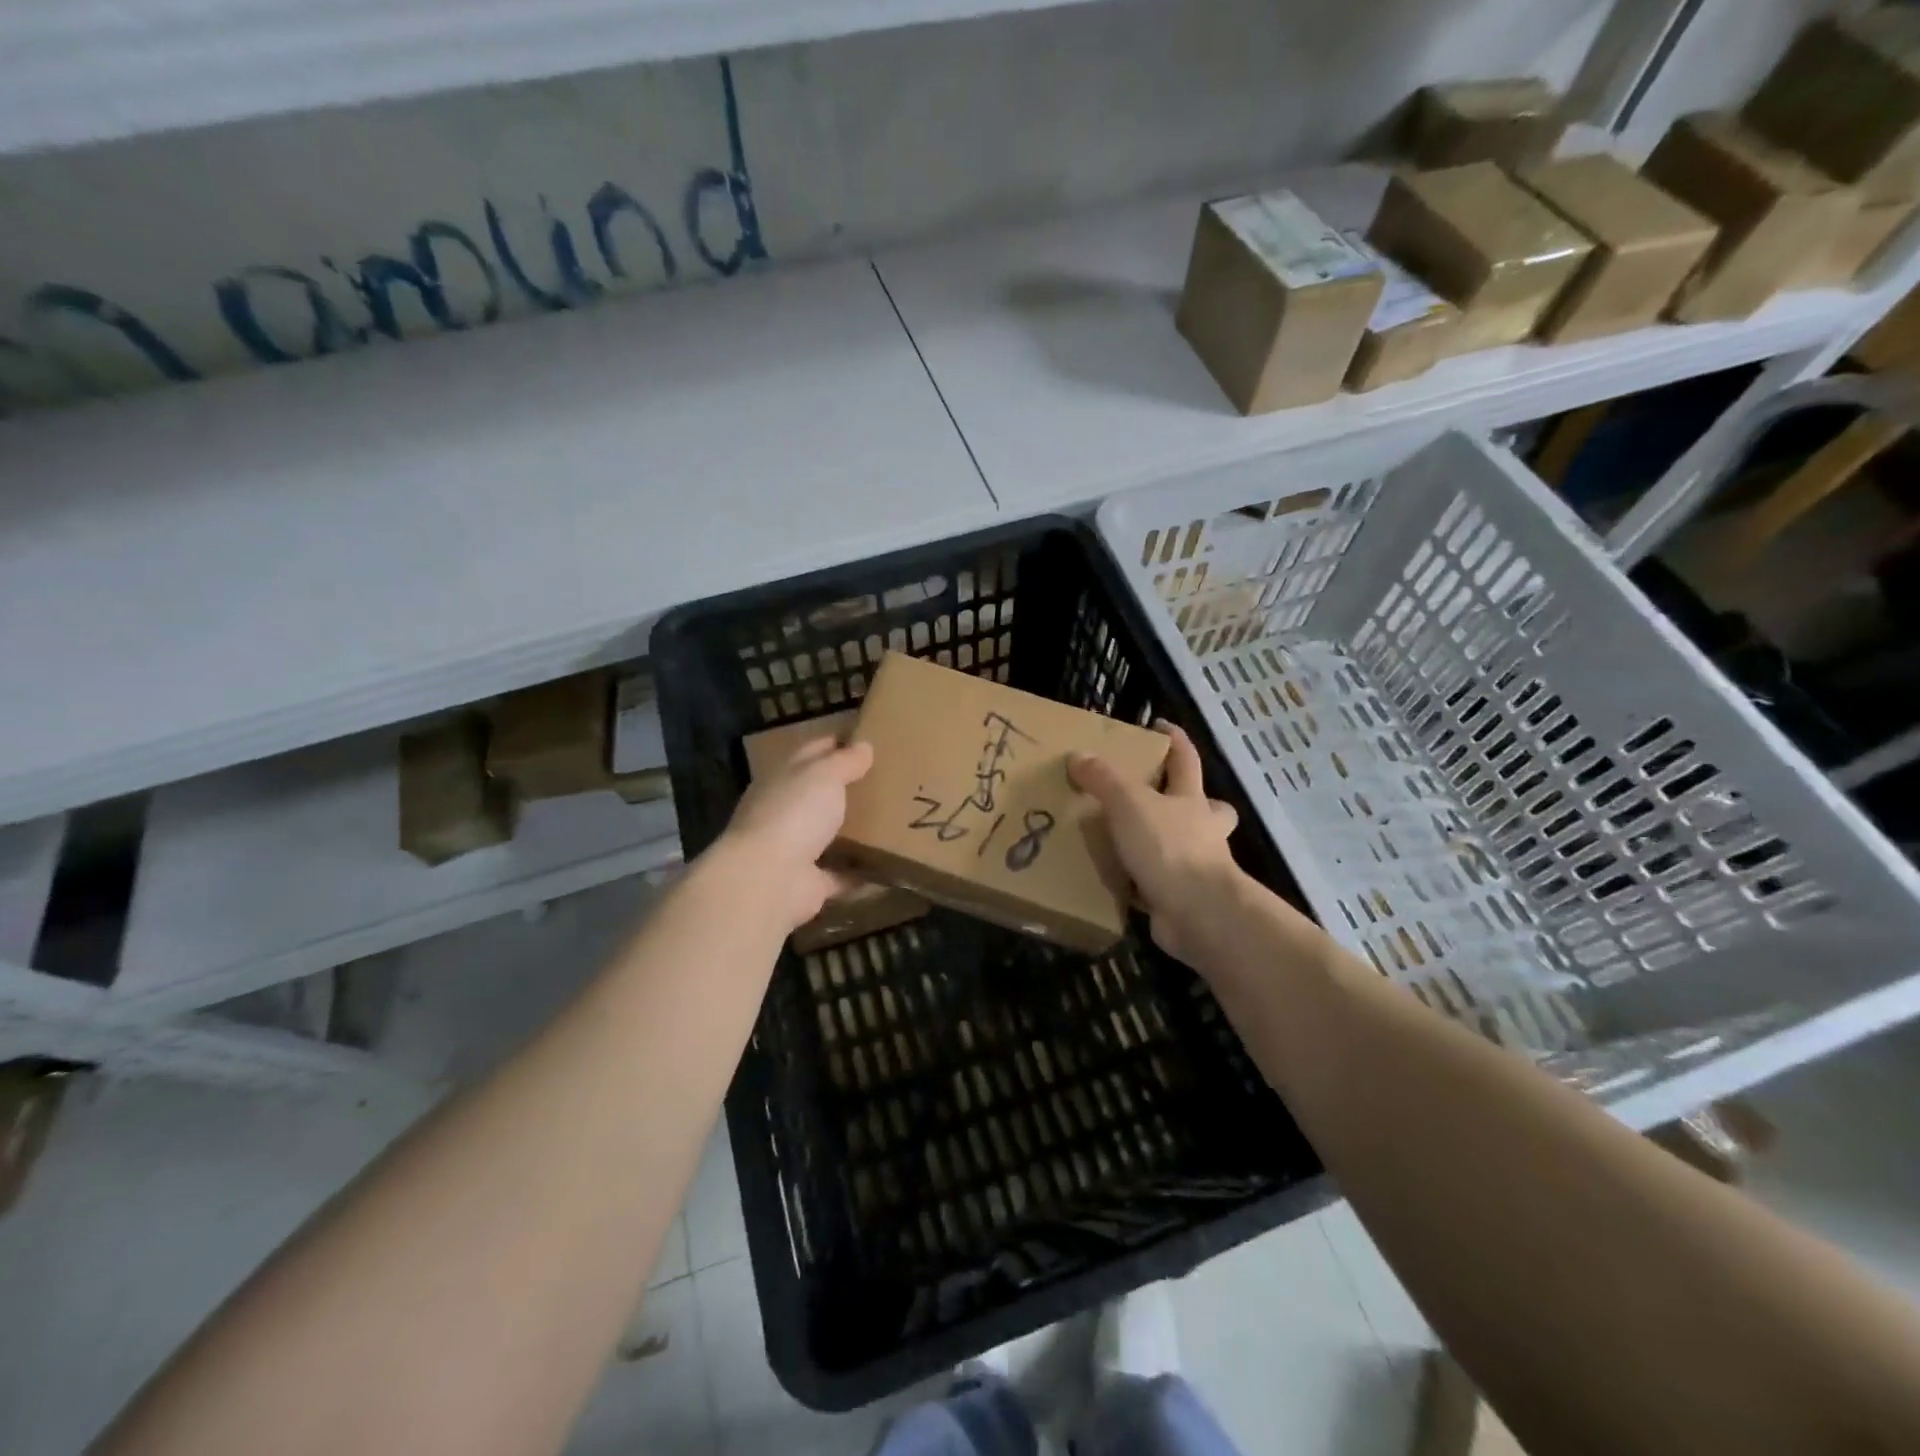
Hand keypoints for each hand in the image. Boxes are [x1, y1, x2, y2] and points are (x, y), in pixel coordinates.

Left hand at [716, 736, 874, 932]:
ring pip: (828, 836)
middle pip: (818, 796)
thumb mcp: (824, 775)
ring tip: (892, 824)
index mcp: (782, 779)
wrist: (768, 879)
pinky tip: (889, 869)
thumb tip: (864, 745)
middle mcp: (784, 812)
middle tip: (888, 782)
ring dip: (853, 834)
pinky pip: (840, 876)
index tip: (866, 741)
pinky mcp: (808, 884)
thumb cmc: (794, 813)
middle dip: (847, 790)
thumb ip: (845, 761)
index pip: (810, 753)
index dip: (835, 744)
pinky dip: (860, 875)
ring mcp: (794, 850)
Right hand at [1069, 722, 1242, 966]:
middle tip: (1156, 797)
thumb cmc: (1169, 847)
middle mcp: (1201, 830)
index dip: (1175, 740)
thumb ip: (1103, 778)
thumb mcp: (1129, 803)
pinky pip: (1157, 883)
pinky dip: (1139, 881)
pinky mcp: (1180, 898)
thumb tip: (1078, 755)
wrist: (1197, 913)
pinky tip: (1114, 880)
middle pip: (1206, 808)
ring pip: (1183, 847)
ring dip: (1161, 843)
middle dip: (1190, 801)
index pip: (1185, 759)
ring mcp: (1195, 867)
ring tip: (1123, 840)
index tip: (1158, 726)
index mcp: (1192, 799)